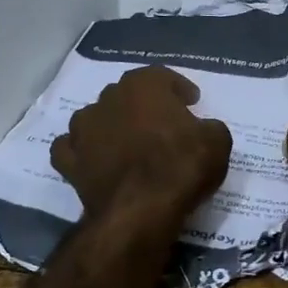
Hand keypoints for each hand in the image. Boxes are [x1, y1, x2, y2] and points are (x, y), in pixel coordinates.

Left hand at [51, 66, 232, 218]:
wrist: (139, 211)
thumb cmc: (181, 167)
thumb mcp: (217, 142)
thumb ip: (209, 127)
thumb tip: (202, 129)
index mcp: (143, 86)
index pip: (162, 76)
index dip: (178, 88)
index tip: (191, 101)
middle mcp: (108, 98)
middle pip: (127, 95)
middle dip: (144, 106)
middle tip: (163, 124)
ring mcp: (83, 129)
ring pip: (95, 117)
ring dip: (110, 125)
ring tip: (128, 143)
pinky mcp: (69, 161)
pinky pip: (71, 148)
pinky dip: (81, 151)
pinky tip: (93, 159)